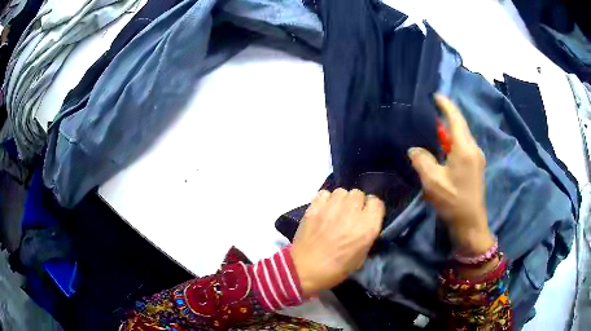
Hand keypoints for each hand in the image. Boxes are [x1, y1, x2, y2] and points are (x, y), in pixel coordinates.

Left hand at [291, 189, 384, 296]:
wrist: (303, 269)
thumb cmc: (335, 269)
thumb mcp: (361, 258)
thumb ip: (367, 236)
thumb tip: (366, 223)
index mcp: (367, 227)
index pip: (377, 203)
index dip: (372, 209)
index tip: (368, 216)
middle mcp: (352, 212)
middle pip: (359, 194)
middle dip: (357, 203)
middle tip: (350, 215)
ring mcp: (332, 207)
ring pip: (342, 191)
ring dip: (342, 200)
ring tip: (336, 212)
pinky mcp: (315, 206)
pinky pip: (325, 193)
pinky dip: (326, 199)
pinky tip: (323, 210)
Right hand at [408, 95, 493, 254]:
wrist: (470, 224)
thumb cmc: (453, 202)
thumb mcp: (433, 181)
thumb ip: (422, 160)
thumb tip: (414, 149)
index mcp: (464, 148)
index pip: (456, 119)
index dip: (446, 105)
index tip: (435, 95)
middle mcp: (473, 149)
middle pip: (460, 126)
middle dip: (447, 117)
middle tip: (431, 111)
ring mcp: (476, 158)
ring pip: (462, 137)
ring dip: (449, 131)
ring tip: (434, 128)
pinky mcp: (475, 167)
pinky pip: (463, 148)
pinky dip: (452, 142)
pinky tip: (443, 147)